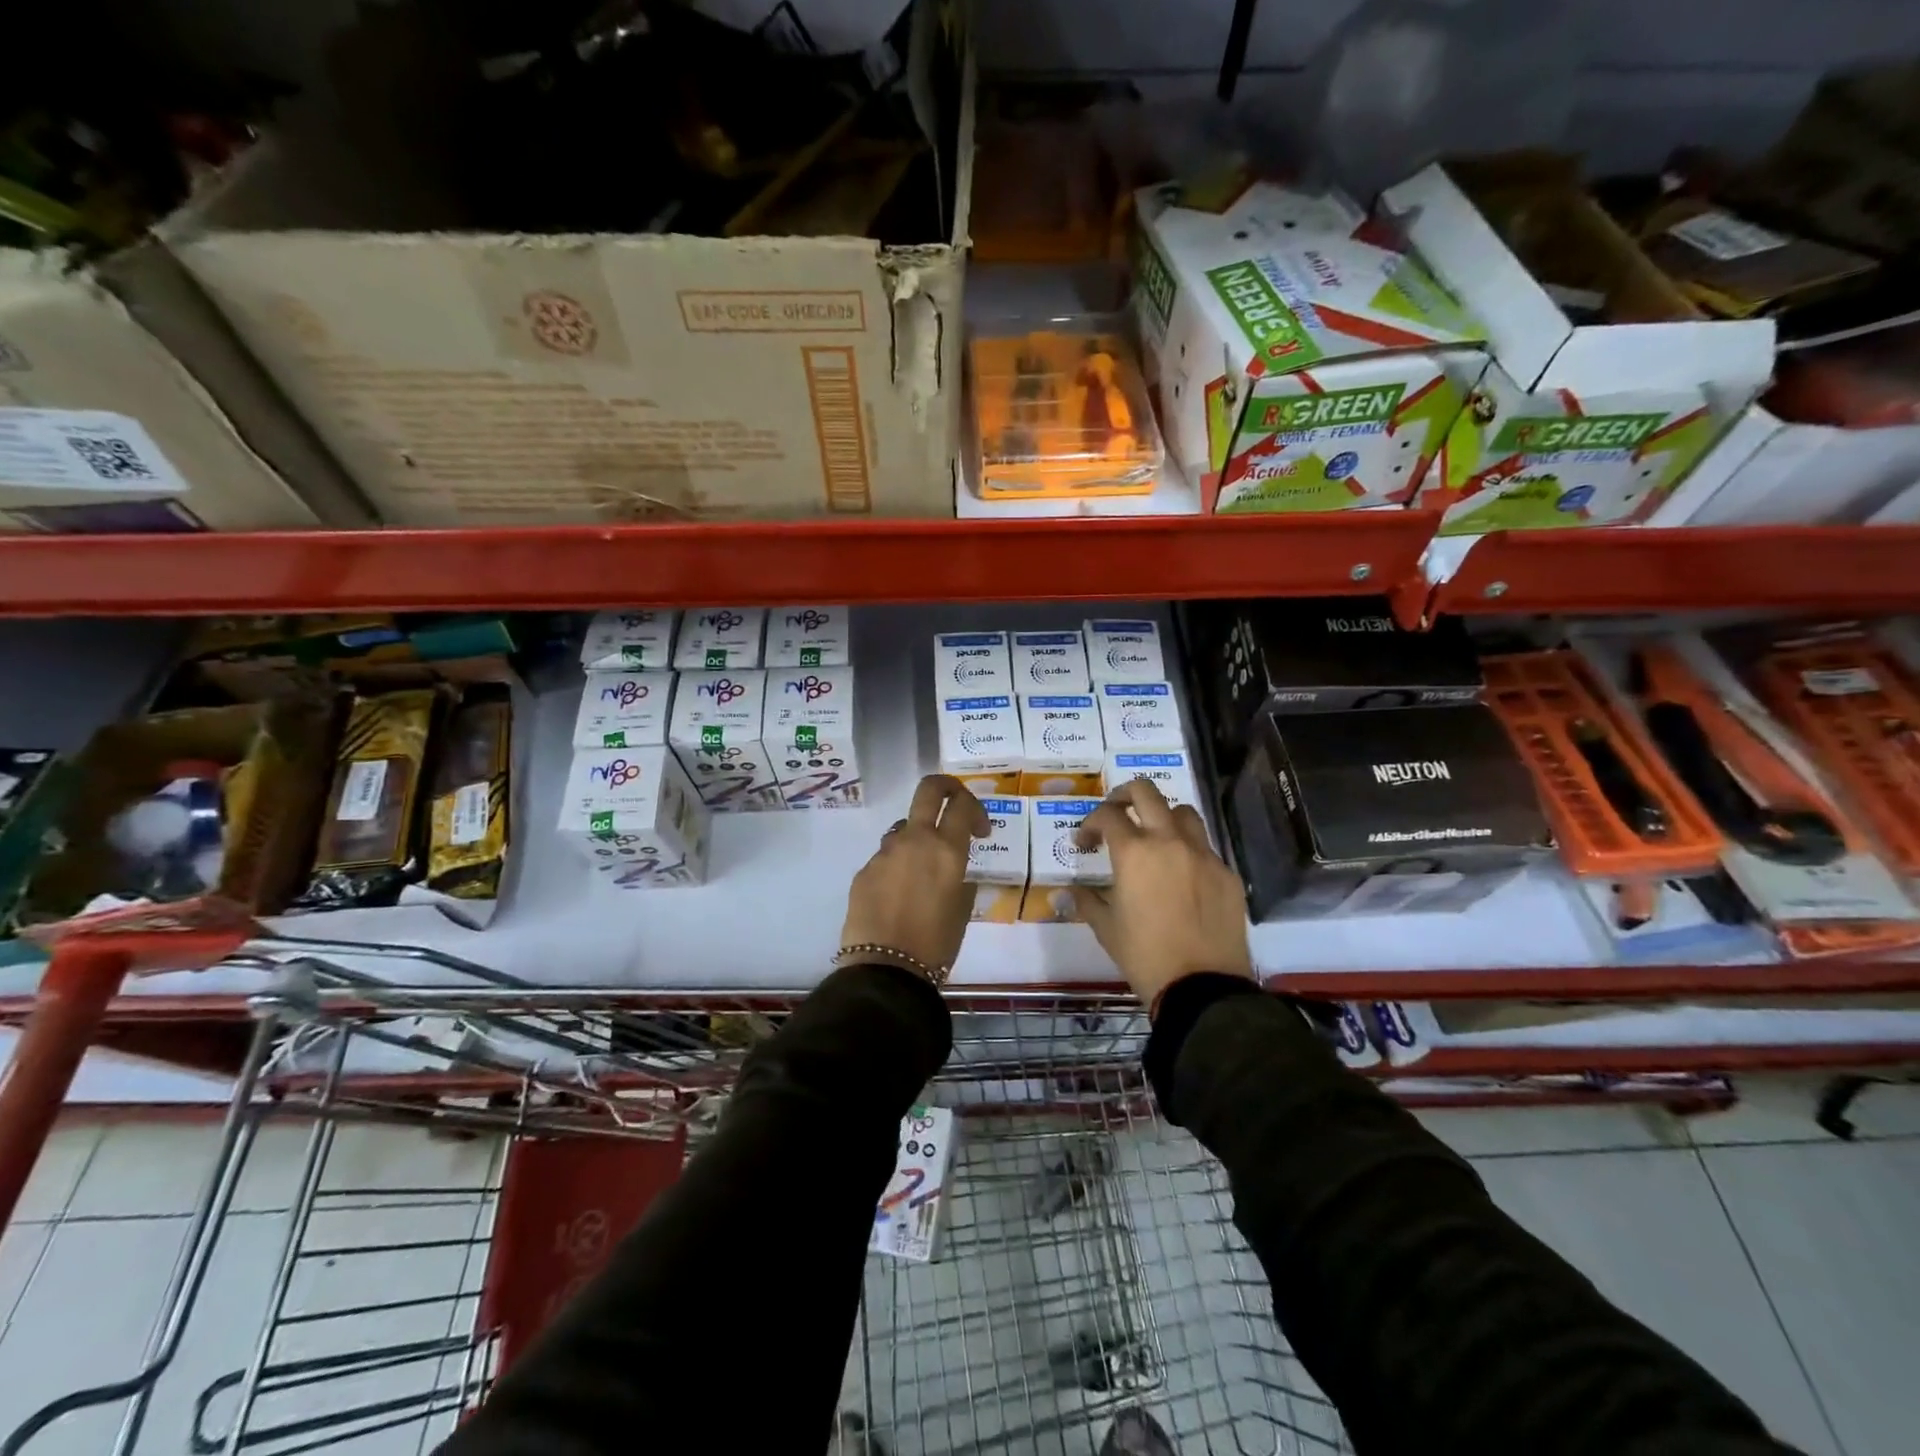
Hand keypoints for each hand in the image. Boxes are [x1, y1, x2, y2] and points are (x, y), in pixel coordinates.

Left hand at [841, 774, 989, 972]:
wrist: (886, 969)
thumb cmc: (936, 943)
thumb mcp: (962, 909)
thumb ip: (960, 879)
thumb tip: (953, 871)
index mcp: (946, 849)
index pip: (962, 804)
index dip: (975, 808)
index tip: (979, 831)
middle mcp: (915, 840)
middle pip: (928, 789)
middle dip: (945, 787)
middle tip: (953, 802)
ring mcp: (885, 852)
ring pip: (904, 828)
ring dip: (917, 839)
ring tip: (921, 873)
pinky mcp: (864, 870)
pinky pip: (885, 858)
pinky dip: (896, 867)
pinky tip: (898, 897)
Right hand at [1074, 779, 1252, 1011]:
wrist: (1202, 987)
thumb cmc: (1144, 956)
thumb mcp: (1106, 929)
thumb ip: (1086, 902)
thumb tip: (1066, 894)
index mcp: (1134, 853)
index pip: (1107, 816)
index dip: (1089, 823)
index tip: (1084, 843)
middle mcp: (1170, 842)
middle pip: (1147, 792)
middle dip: (1125, 795)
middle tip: (1115, 815)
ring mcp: (1204, 855)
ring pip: (1183, 813)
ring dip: (1163, 817)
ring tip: (1154, 839)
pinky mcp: (1227, 874)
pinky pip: (1206, 848)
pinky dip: (1189, 851)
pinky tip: (1182, 877)